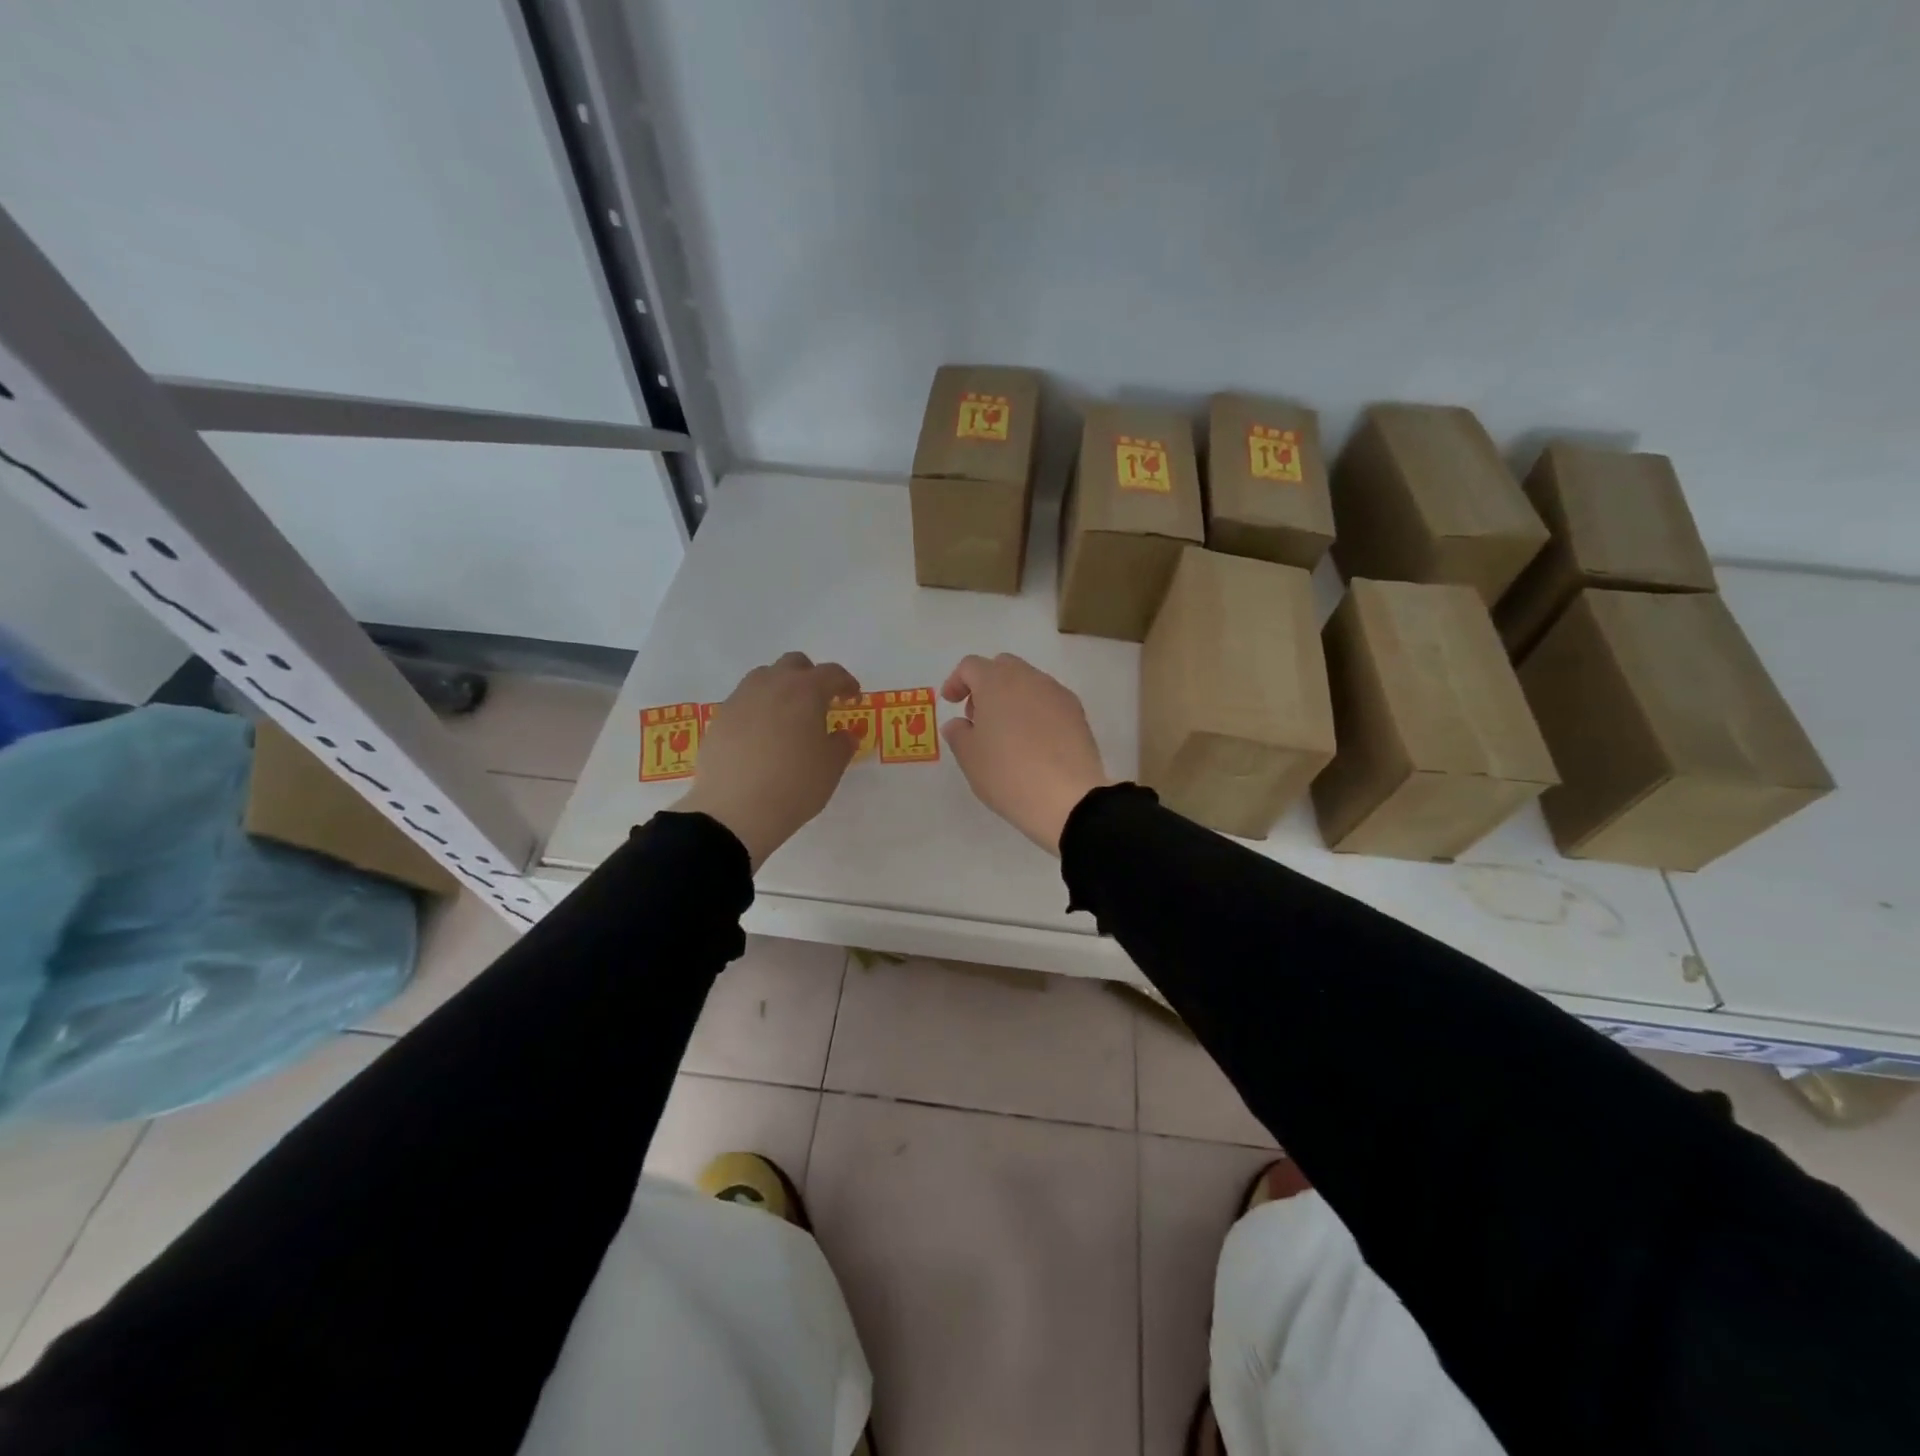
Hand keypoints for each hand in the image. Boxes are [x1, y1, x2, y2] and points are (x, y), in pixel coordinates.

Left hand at [674, 652, 860, 869]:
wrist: (734, 811)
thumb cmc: (794, 785)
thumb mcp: (831, 768)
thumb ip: (842, 745)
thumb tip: (843, 735)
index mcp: (805, 691)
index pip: (831, 674)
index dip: (846, 683)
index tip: (852, 698)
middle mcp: (771, 685)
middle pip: (794, 664)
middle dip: (810, 677)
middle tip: (819, 702)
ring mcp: (740, 699)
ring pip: (763, 678)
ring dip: (780, 689)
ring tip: (787, 717)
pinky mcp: (719, 719)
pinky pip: (743, 702)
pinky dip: (757, 710)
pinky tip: (761, 737)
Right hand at [940, 654, 1109, 853]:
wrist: (1068, 798)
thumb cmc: (1007, 774)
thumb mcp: (970, 758)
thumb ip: (958, 734)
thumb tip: (959, 724)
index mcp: (996, 682)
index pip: (971, 666)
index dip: (956, 682)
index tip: (951, 703)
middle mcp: (1029, 678)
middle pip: (1003, 667)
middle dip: (986, 684)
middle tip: (978, 716)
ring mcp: (1057, 694)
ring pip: (1029, 682)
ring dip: (1012, 697)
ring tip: (1006, 732)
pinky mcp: (1078, 713)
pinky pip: (1049, 700)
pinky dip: (1035, 710)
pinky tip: (1033, 740)